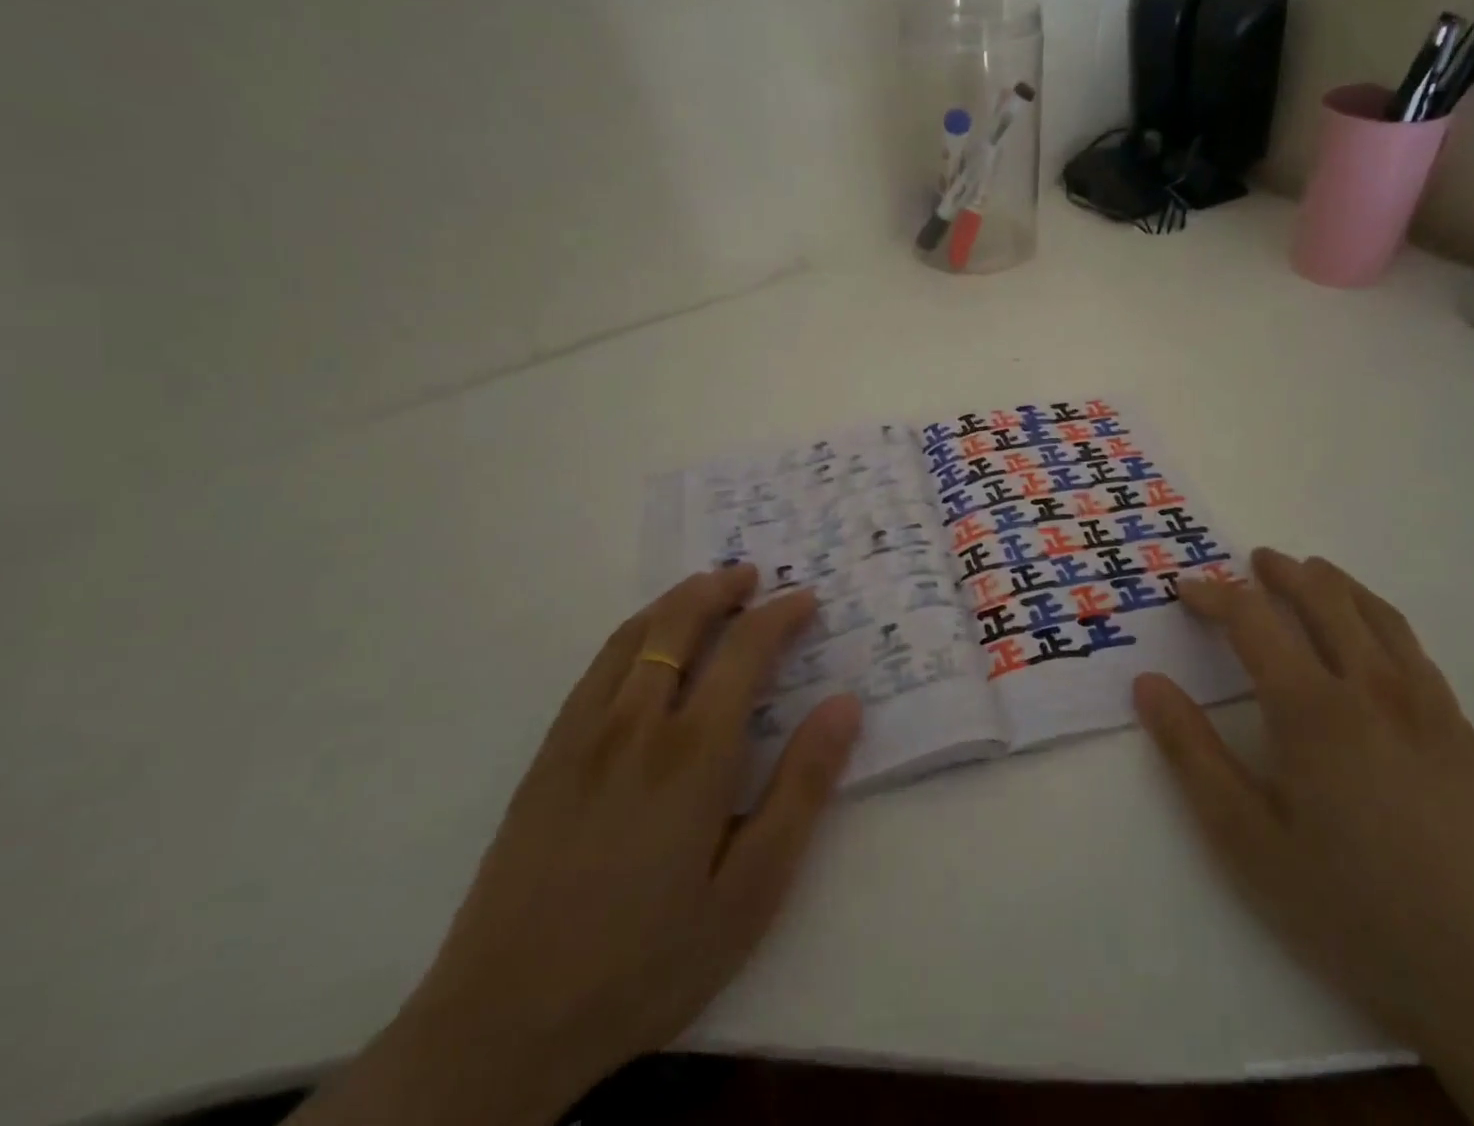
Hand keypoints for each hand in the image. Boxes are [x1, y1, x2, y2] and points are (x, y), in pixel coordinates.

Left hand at [292, 566, 860, 1125]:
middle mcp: (636, 722)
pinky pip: (597, 667)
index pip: (745, 650)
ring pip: (634, 634)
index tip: (806, 599)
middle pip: (680, 621)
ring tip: (708, 590)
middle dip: (721, 587)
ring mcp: (583, 734)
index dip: (780, 614)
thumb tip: (844, 704)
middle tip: (754, 576)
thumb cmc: (648, 959)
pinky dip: (634, 632)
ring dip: (677, 600)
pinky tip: (646, 646)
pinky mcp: (547, 755)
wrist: (502, 1024)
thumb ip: (802, 788)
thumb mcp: (751, 890)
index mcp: (693, 751)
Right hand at [1137, 551, 1473, 1125]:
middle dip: (1283, 572)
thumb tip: (1148, 683)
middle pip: (1325, 598)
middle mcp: (1375, 689)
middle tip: (1255, 561)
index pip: (1254, 620)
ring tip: (1312, 573)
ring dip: (1337, 584)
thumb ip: (1192, 754)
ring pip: (1379, 616)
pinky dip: (1381, 621)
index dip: (1215, 595)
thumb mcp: (1247, 841)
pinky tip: (1373, 641)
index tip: (1186, 590)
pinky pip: (1416, 652)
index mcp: (1315, 710)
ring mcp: (1431, 710)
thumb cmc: (1350, 912)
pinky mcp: (1467, 738)